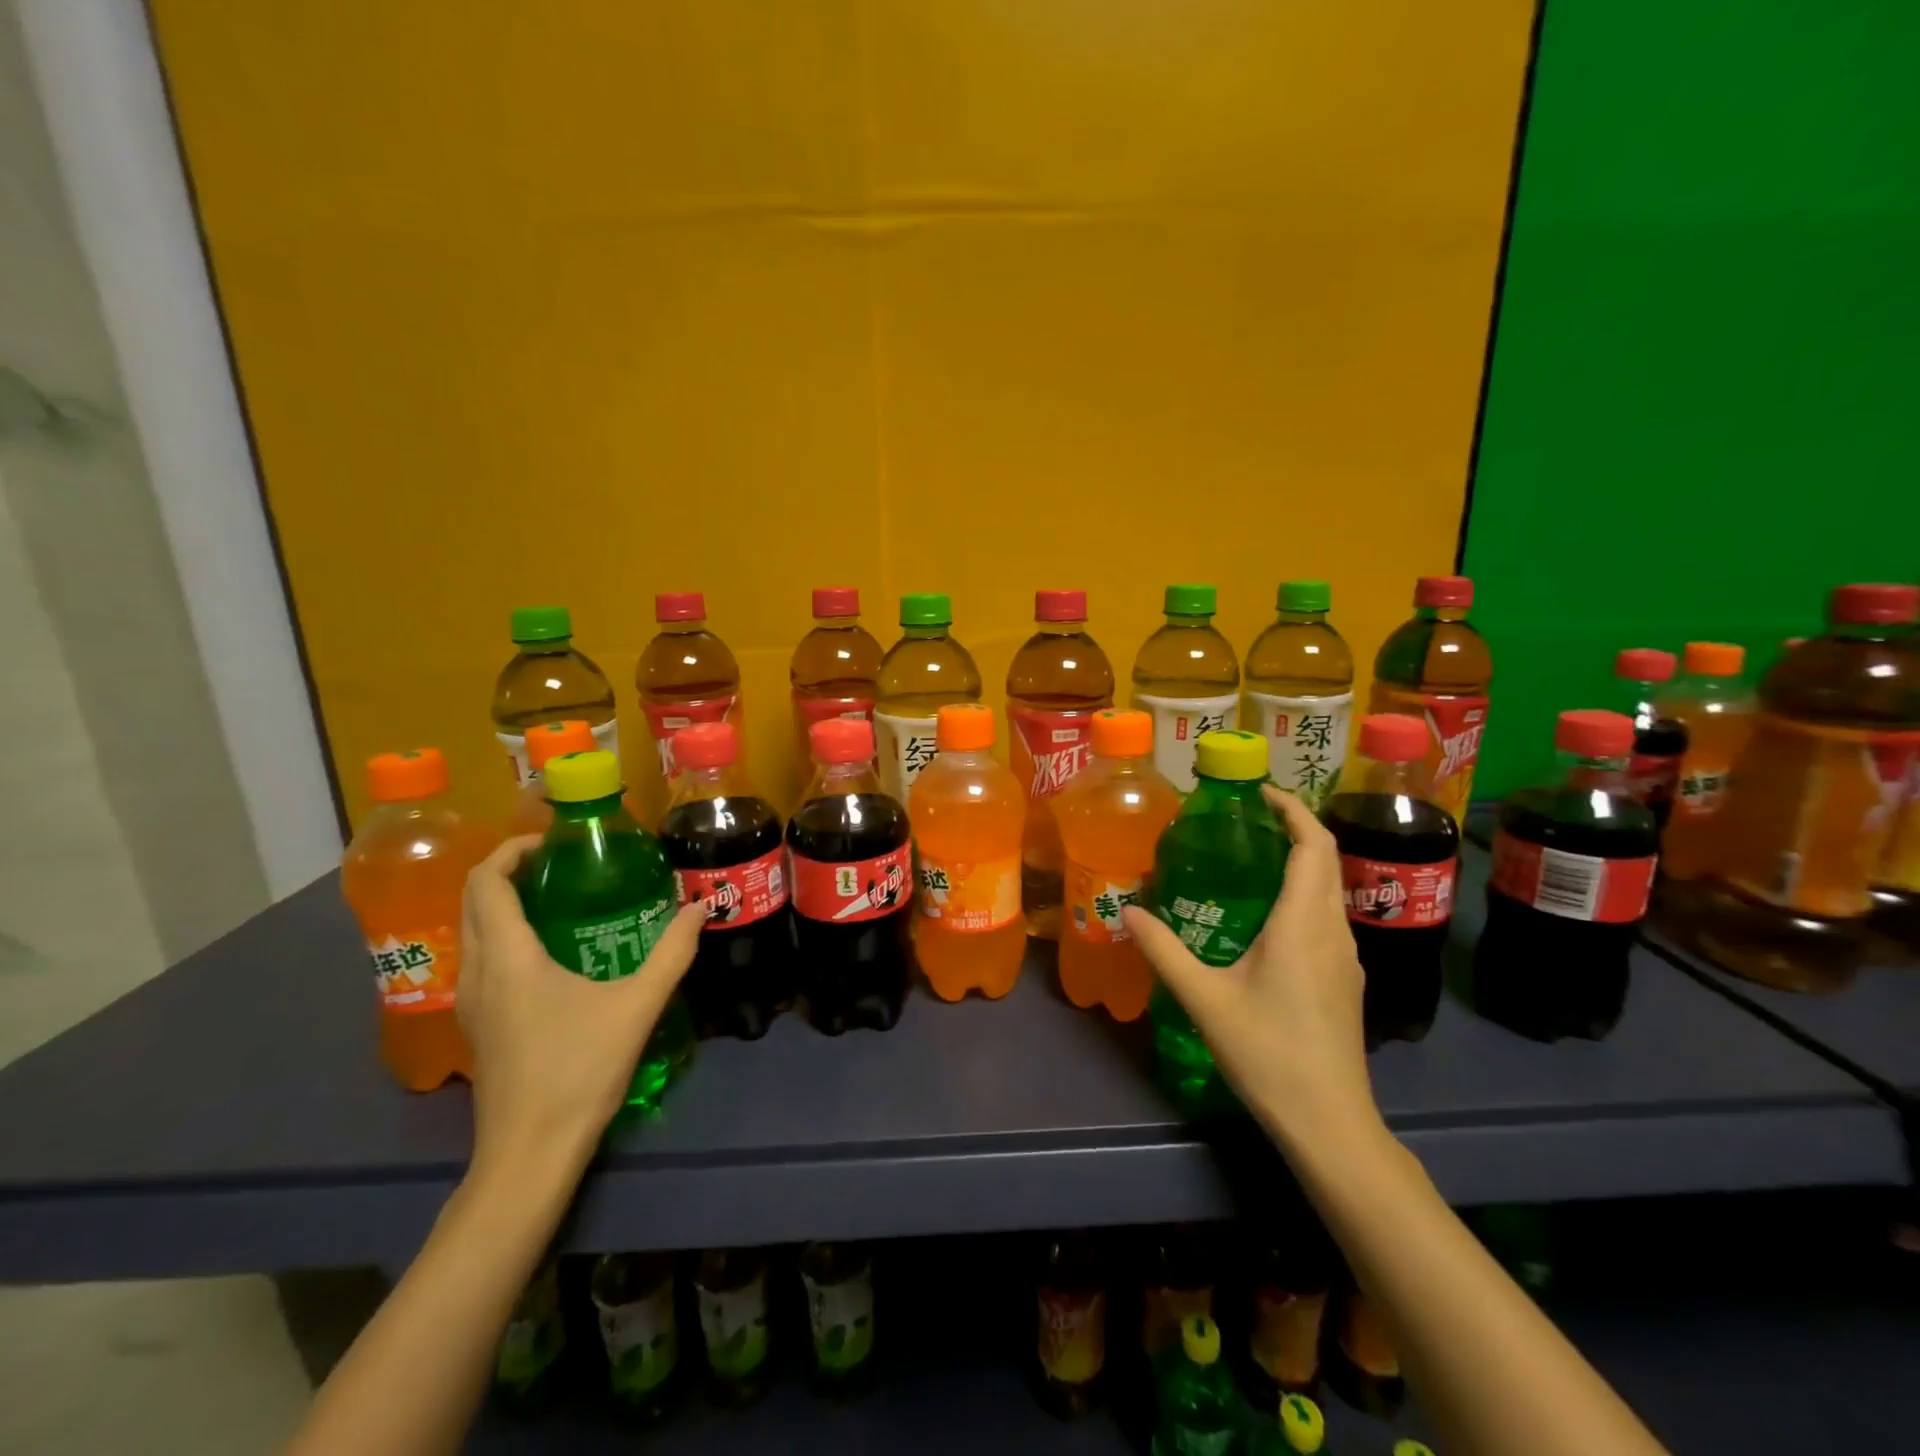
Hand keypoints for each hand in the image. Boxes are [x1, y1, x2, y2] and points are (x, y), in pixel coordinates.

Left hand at [457, 836, 704, 1180]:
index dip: (511, 851)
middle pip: (473, 901)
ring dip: (502, 902)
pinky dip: (503, 933)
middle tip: (560, 861)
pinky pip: (480, 957)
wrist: (529, 1153)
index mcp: (509, 959)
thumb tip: (701, 907)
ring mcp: (471, 1001)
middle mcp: (478, 972)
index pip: (487, 883)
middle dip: (507, 870)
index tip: (551, 840)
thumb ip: (672, 952)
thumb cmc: (579, 1071)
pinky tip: (549, 948)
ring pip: (472, 931)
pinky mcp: (478, 1024)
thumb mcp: (637, 1006)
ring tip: (557, 895)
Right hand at [1122, 785, 1376, 1150]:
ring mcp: (1345, 957)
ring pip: (1330, 889)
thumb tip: (1126, 911)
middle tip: (1248, 819)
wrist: (1330, 1122)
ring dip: (1302, 861)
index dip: (1292, 810)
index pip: (1312, 846)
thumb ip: (1164, 951)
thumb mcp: (1204, 1000)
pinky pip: (1327, 916)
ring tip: (1254, 858)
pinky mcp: (1346, 980)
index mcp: (1301, 923)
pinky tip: (1269, 916)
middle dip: (1295, 828)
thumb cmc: (1267, 1053)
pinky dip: (1304, 893)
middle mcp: (1332, 930)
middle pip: (1326, 861)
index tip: (1260, 793)